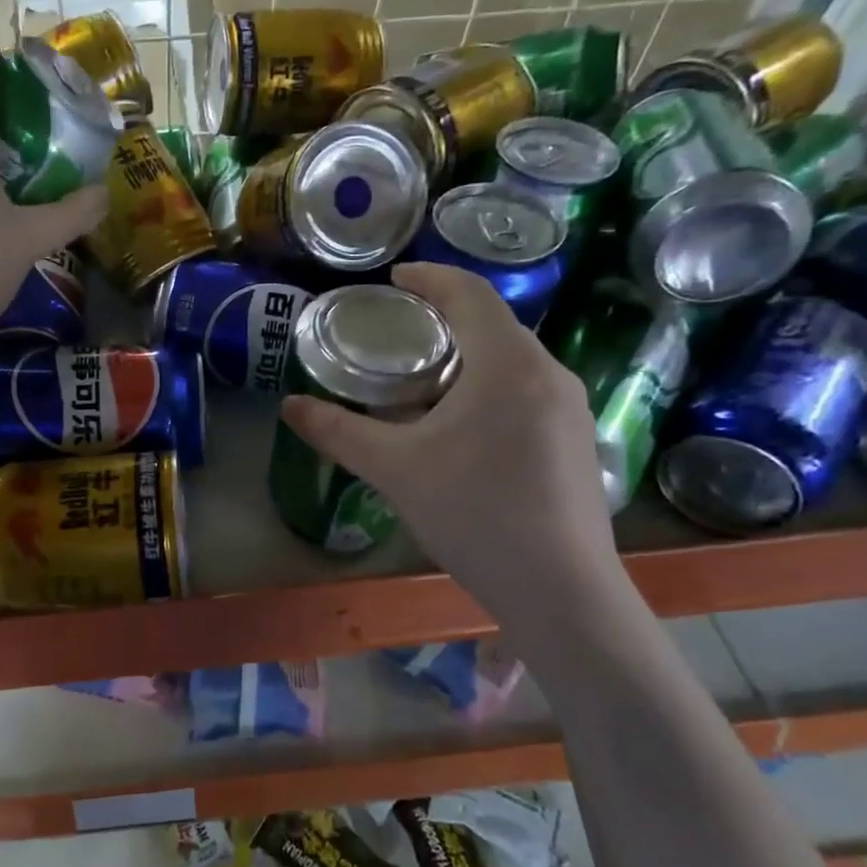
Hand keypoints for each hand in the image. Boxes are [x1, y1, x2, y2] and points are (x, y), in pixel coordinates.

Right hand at [279, 262, 619, 624]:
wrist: (560, 589)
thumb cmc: (473, 512)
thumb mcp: (394, 468)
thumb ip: (338, 431)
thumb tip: (289, 406)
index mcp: (507, 364)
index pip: (469, 294)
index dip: (430, 277)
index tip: (394, 279)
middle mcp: (548, 374)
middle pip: (493, 326)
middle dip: (444, 321)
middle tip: (398, 336)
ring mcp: (570, 410)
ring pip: (512, 362)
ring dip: (467, 359)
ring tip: (423, 384)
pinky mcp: (577, 443)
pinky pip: (527, 393)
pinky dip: (488, 389)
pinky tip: (462, 430)